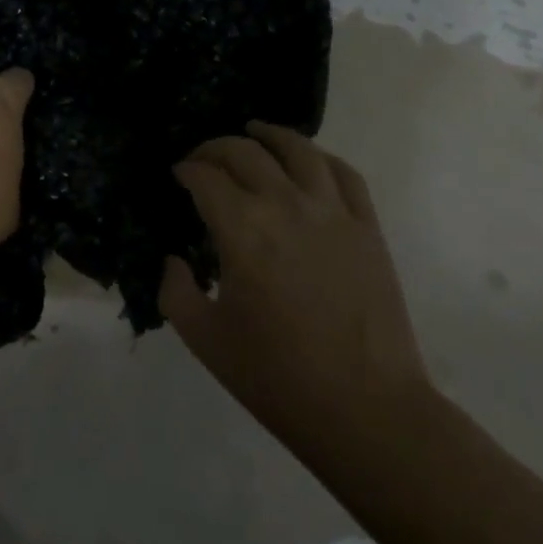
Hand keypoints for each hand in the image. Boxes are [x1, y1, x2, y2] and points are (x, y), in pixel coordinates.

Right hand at [161, 123, 433, 477]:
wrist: (367, 412)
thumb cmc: (278, 378)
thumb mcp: (204, 339)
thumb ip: (175, 290)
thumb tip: (174, 260)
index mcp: (241, 230)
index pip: (204, 177)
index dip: (185, 169)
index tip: (178, 175)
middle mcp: (285, 206)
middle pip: (244, 152)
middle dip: (215, 148)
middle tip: (203, 160)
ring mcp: (332, 213)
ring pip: (297, 149)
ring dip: (268, 134)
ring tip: (254, 131)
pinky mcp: (368, 227)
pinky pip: (344, 174)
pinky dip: (320, 157)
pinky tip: (308, 160)